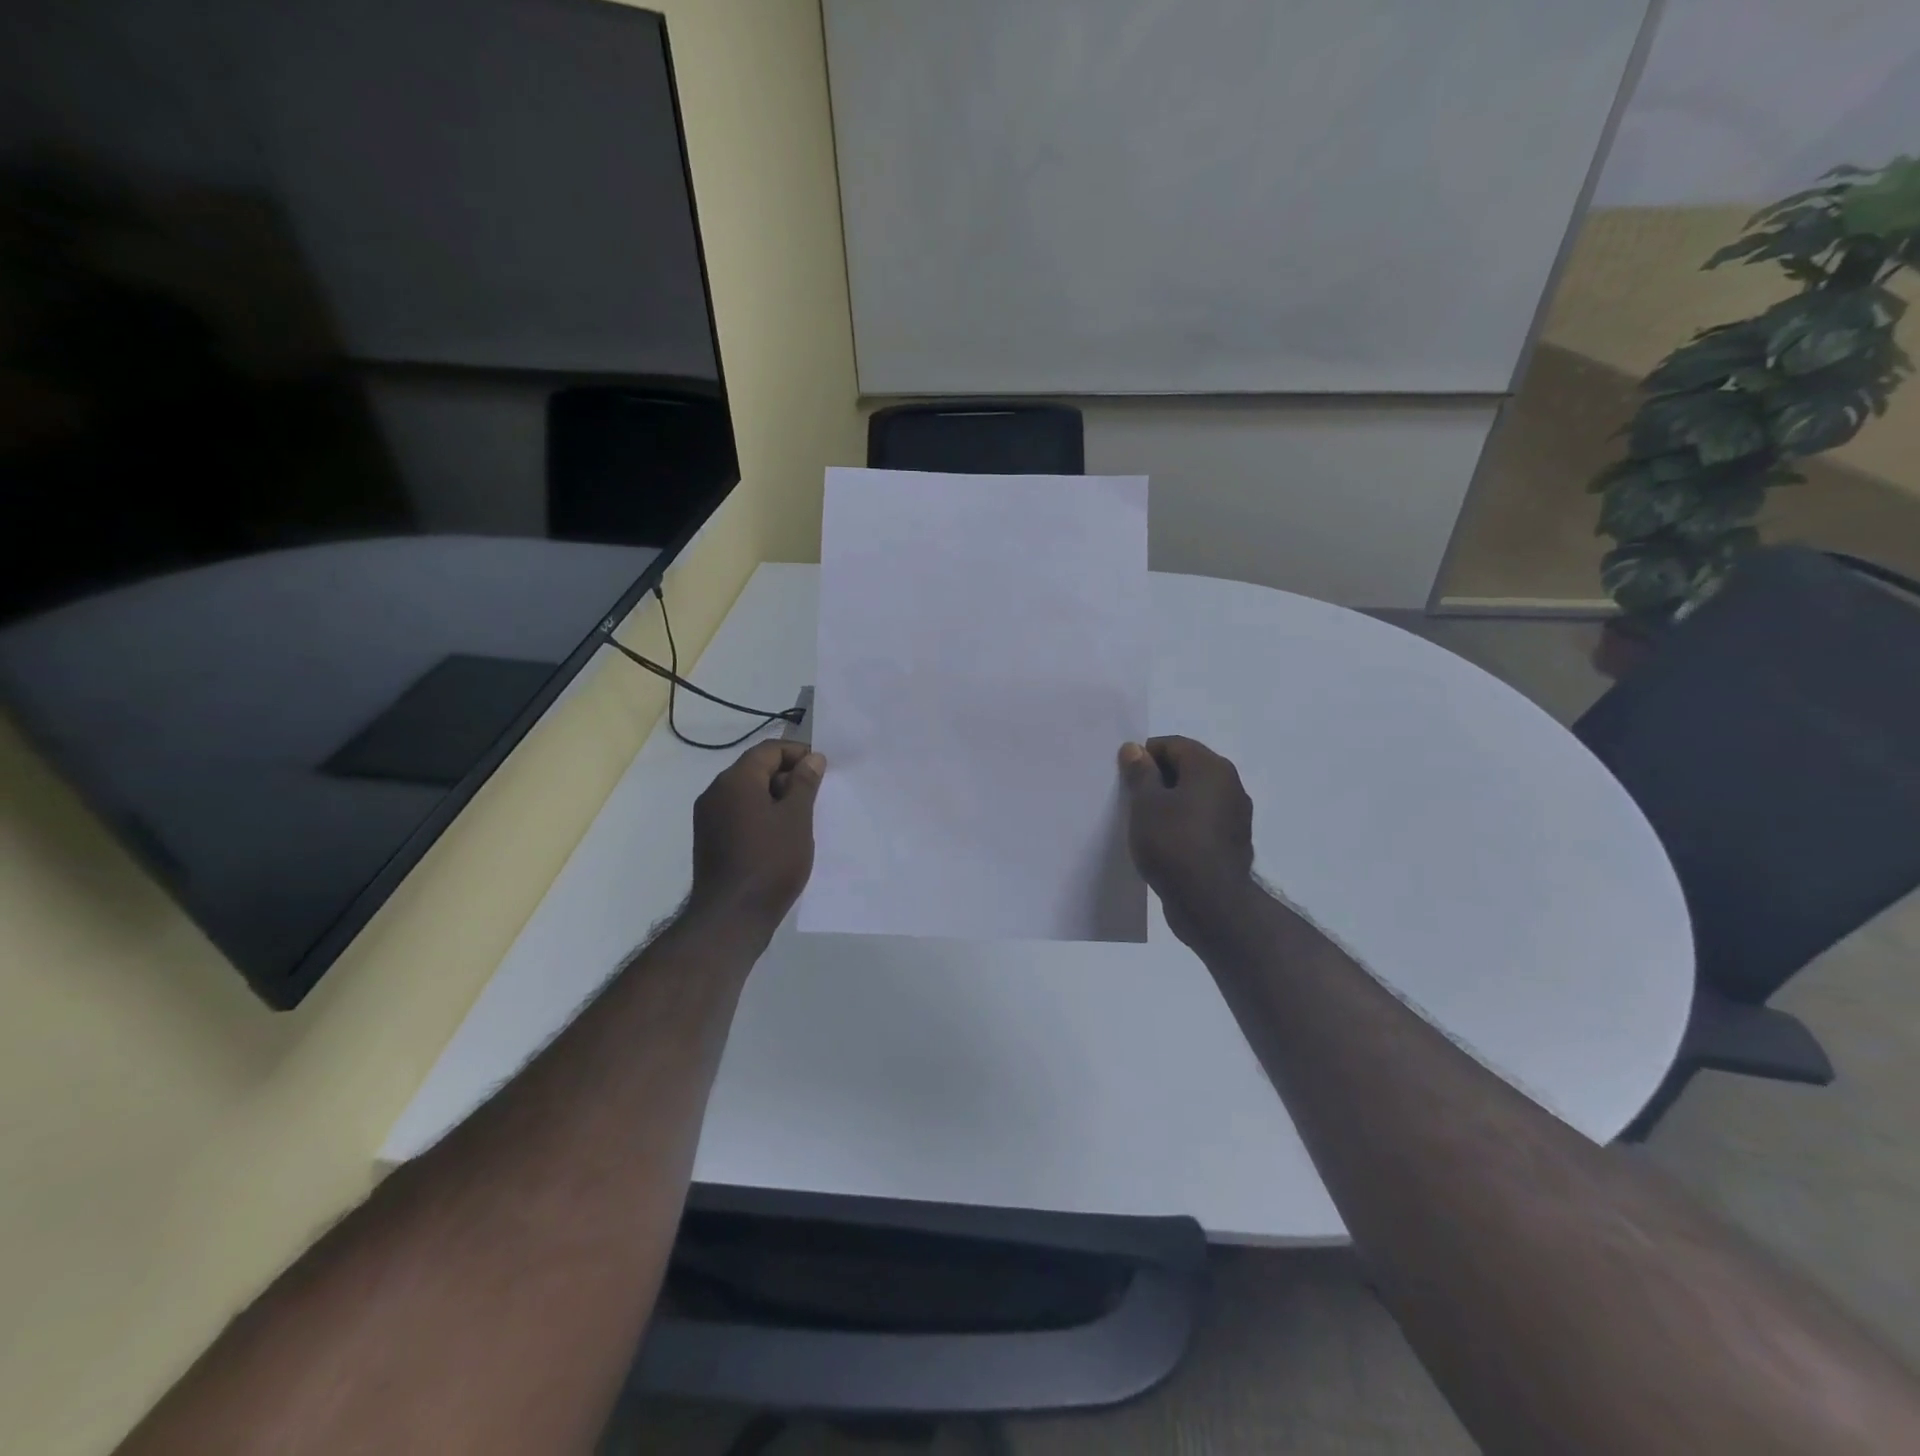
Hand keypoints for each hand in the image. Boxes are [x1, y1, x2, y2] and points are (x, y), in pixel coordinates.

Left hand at [688, 741, 826, 933]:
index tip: (822, 769)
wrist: (732, 916)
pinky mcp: (709, 838)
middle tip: (815, 796)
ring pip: (746, 792)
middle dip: (787, 776)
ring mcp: (708, 817)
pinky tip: (780, 836)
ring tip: (801, 818)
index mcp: (736, 780)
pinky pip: (738, 813)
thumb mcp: (796, 819)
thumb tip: (812, 758)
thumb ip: (804, 783)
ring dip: (774, 797)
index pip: (768, 750)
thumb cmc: (770, 862)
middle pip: (755, 769)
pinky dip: (760, 814)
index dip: (798, 753)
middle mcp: (715, 791)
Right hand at [1118, 736, 1254, 945]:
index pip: (1173, 745)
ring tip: (1144, 823)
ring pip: (1195, 797)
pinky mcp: (1232, 843)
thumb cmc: (1173, 843)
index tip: (1124, 777)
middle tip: (1130, 798)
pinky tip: (1164, 842)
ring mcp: (1235, 816)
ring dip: (1170, 803)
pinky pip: (1202, 821)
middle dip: (1157, 779)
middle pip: (1187, 769)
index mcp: (1212, 768)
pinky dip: (1183, 824)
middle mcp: (1230, 785)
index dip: (1145, 755)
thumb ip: (1140, 773)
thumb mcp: (1145, 804)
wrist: (1210, 903)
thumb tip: (1135, 748)